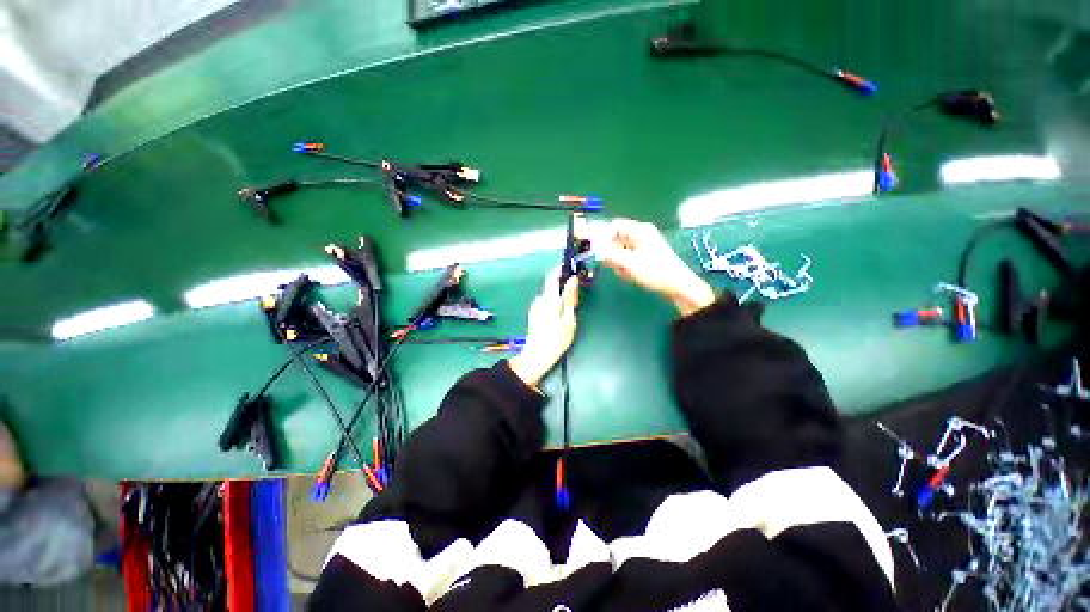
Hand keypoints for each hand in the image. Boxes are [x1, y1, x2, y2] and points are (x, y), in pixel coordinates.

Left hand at [508, 269, 579, 387]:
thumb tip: (573, 279)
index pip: (553, 276)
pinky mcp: (534, 312)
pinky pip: (546, 300)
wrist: (537, 356)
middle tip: (576, 292)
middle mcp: (540, 299)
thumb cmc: (556, 340)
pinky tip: (561, 312)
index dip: (562, 269)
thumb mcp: (568, 319)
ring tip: (570, 305)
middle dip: (563, 283)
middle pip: (551, 284)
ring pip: (549, 292)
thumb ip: (570, 298)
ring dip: (559, 293)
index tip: (572, 268)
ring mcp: (535, 305)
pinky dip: (555, 300)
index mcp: (549, 299)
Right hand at [596, 218, 715, 315]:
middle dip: (612, 254)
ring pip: (620, 250)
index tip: (600, 251)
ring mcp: (643, 245)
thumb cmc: (656, 272)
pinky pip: (627, 258)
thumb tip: (596, 250)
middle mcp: (641, 234)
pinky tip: (630, 276)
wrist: (677, 286)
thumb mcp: (630, 264)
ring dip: (618, 263)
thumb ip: (611, 255)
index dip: (605, 237)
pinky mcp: (644, 256)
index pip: (615, 225)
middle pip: (616, 239)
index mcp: (640, 230)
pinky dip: (625, 267)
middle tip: (615, 266)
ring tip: (626, 273)